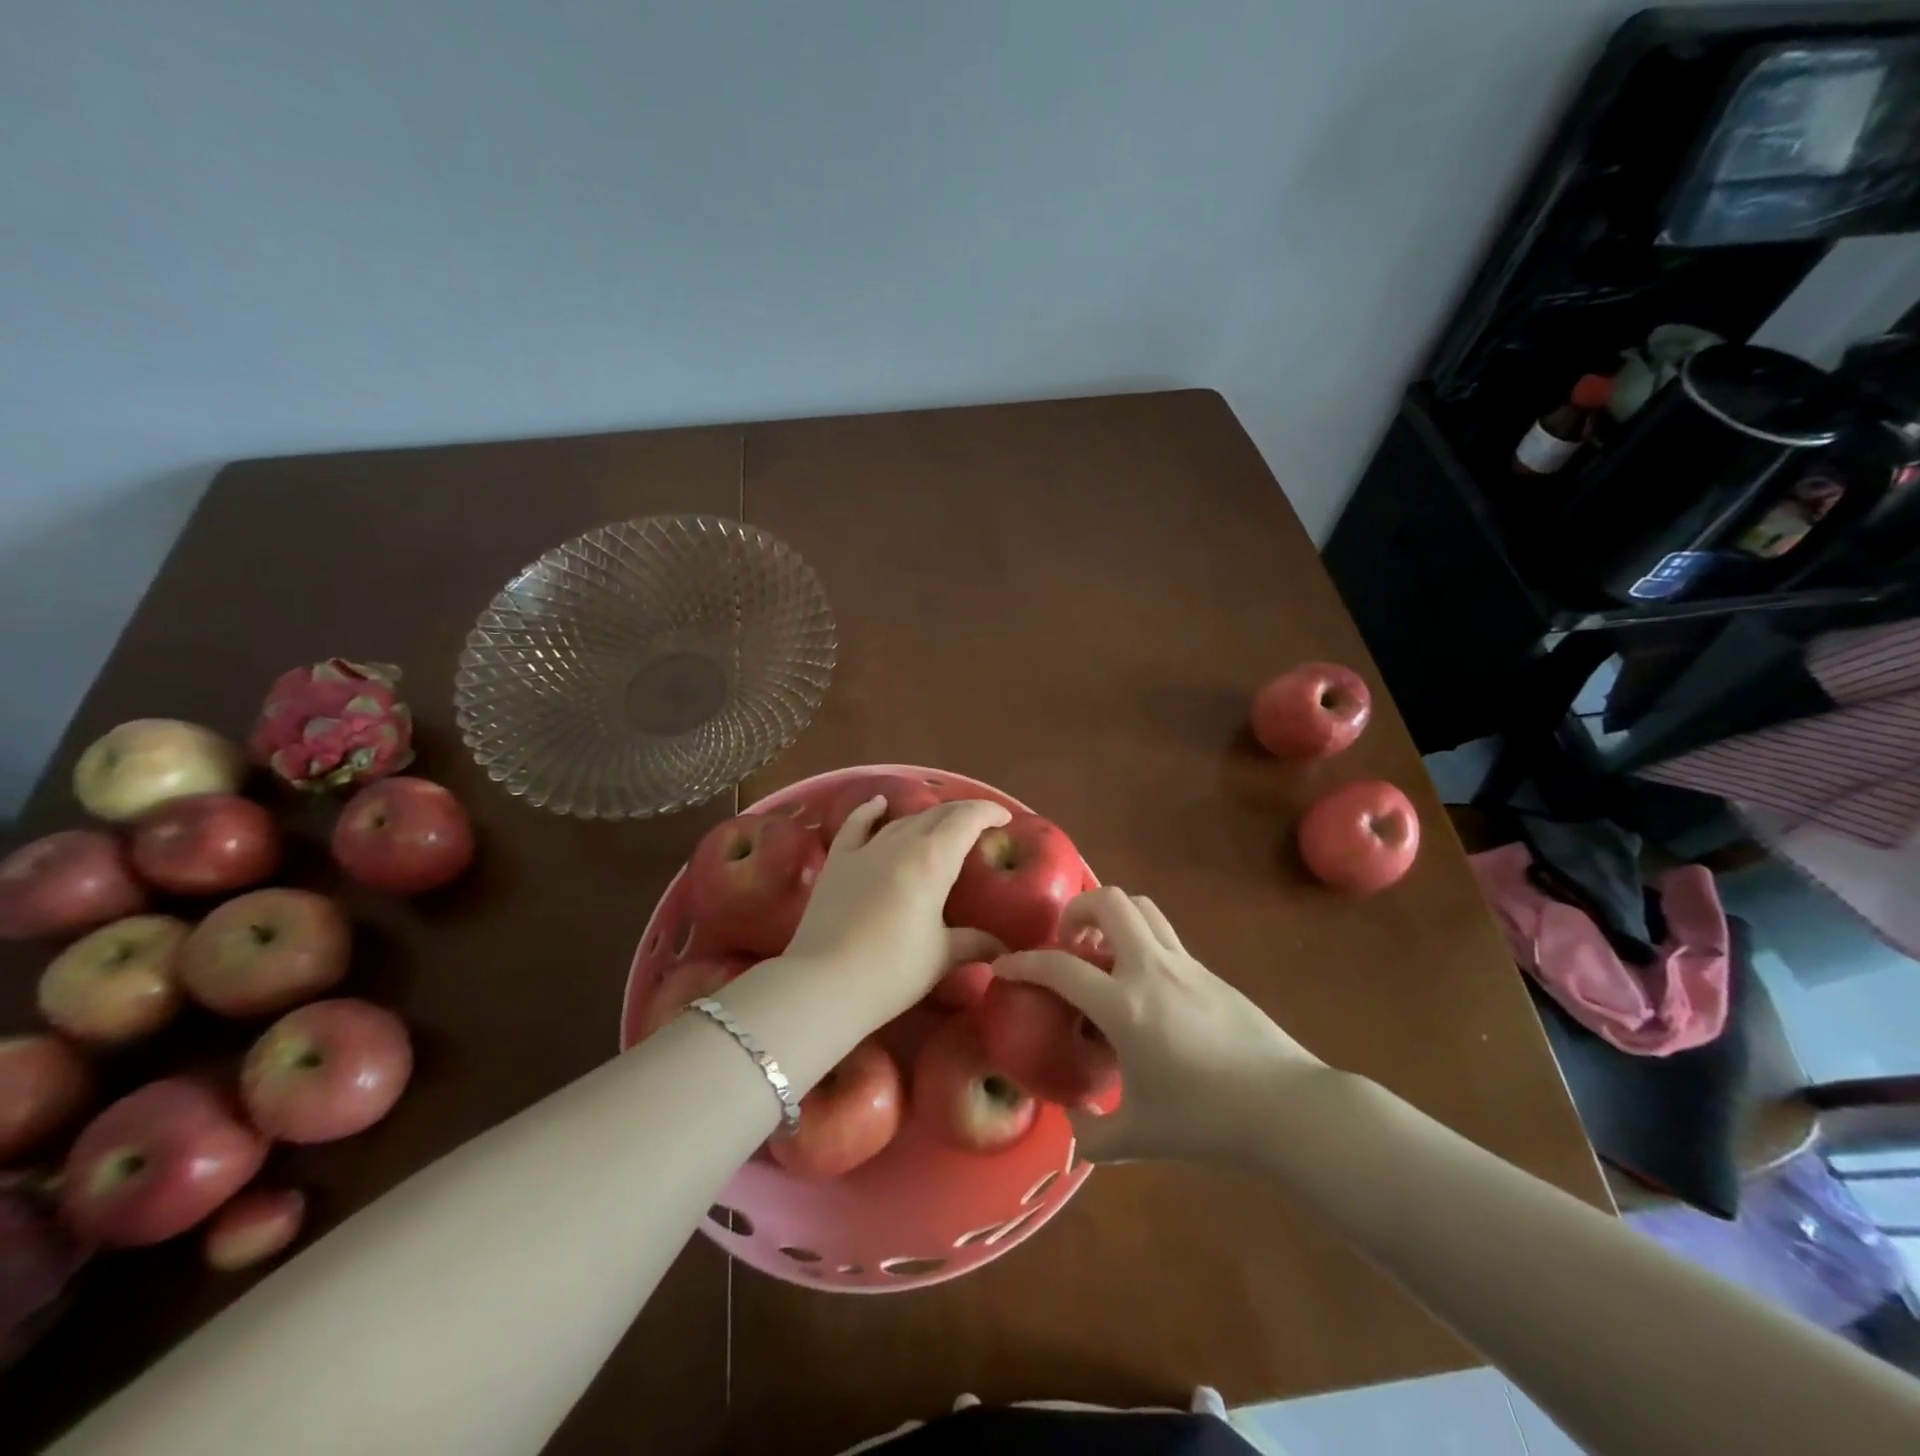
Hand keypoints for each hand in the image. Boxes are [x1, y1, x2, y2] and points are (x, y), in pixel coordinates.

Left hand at [782, 797, 1009, 1019]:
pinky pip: (856, 825)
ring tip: (942, 826)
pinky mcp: (837, 861)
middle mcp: (901, 842)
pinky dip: (870, 811)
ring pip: (902, 820)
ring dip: (926, 817)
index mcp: (933, 859)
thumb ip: (975, 943)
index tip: (1005, 818)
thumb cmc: (892, 971)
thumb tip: (1002, 945)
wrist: (824, 983)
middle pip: (937, 815)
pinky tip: (879, 804)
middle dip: (963, 814)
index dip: (989, 812)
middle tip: (980, 827)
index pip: (967, 819)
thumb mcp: (942, 957)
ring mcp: (865, 849)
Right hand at [994, 886, 1325, 1166]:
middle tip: (1066, 943)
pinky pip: (1164, 936)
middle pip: (1108, 903)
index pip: (1060, 966)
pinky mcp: (1209, 971)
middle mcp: (1151, 969)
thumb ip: (1093, 1136)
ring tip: (1100, 954)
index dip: (1023, 962)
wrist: (1287, 1107)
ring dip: (1111, 917)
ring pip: (1141, 908)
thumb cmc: (1207, 1120)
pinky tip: (1142, 987)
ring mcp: (1185, 964)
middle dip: (1076, 911)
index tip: (1003, 967)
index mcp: (1125, 1006)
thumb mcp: (1140, 1137)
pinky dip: (1140, 942)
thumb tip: (1072, 1129)